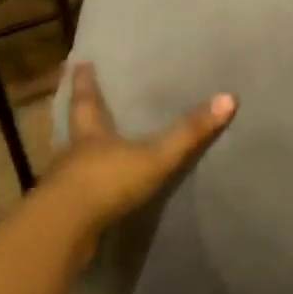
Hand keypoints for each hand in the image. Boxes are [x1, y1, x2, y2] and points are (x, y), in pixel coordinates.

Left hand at [42, 62, 236, 239]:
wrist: (64, 231)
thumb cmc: (107, 181)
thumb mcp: (154, 156)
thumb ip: (189, 132)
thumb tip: (229, 98)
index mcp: (90, 134)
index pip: (86, 101)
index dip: (84, 81)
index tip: (77, 62)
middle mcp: (72, 154)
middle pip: (74, 128)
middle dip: (78, 115)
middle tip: (76, 99)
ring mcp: (64, 186)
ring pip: (71, 162)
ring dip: (79, 155)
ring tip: (89, 150)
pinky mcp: (63, 215)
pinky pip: (75, 196)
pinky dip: (83, 190)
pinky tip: (92, 196)